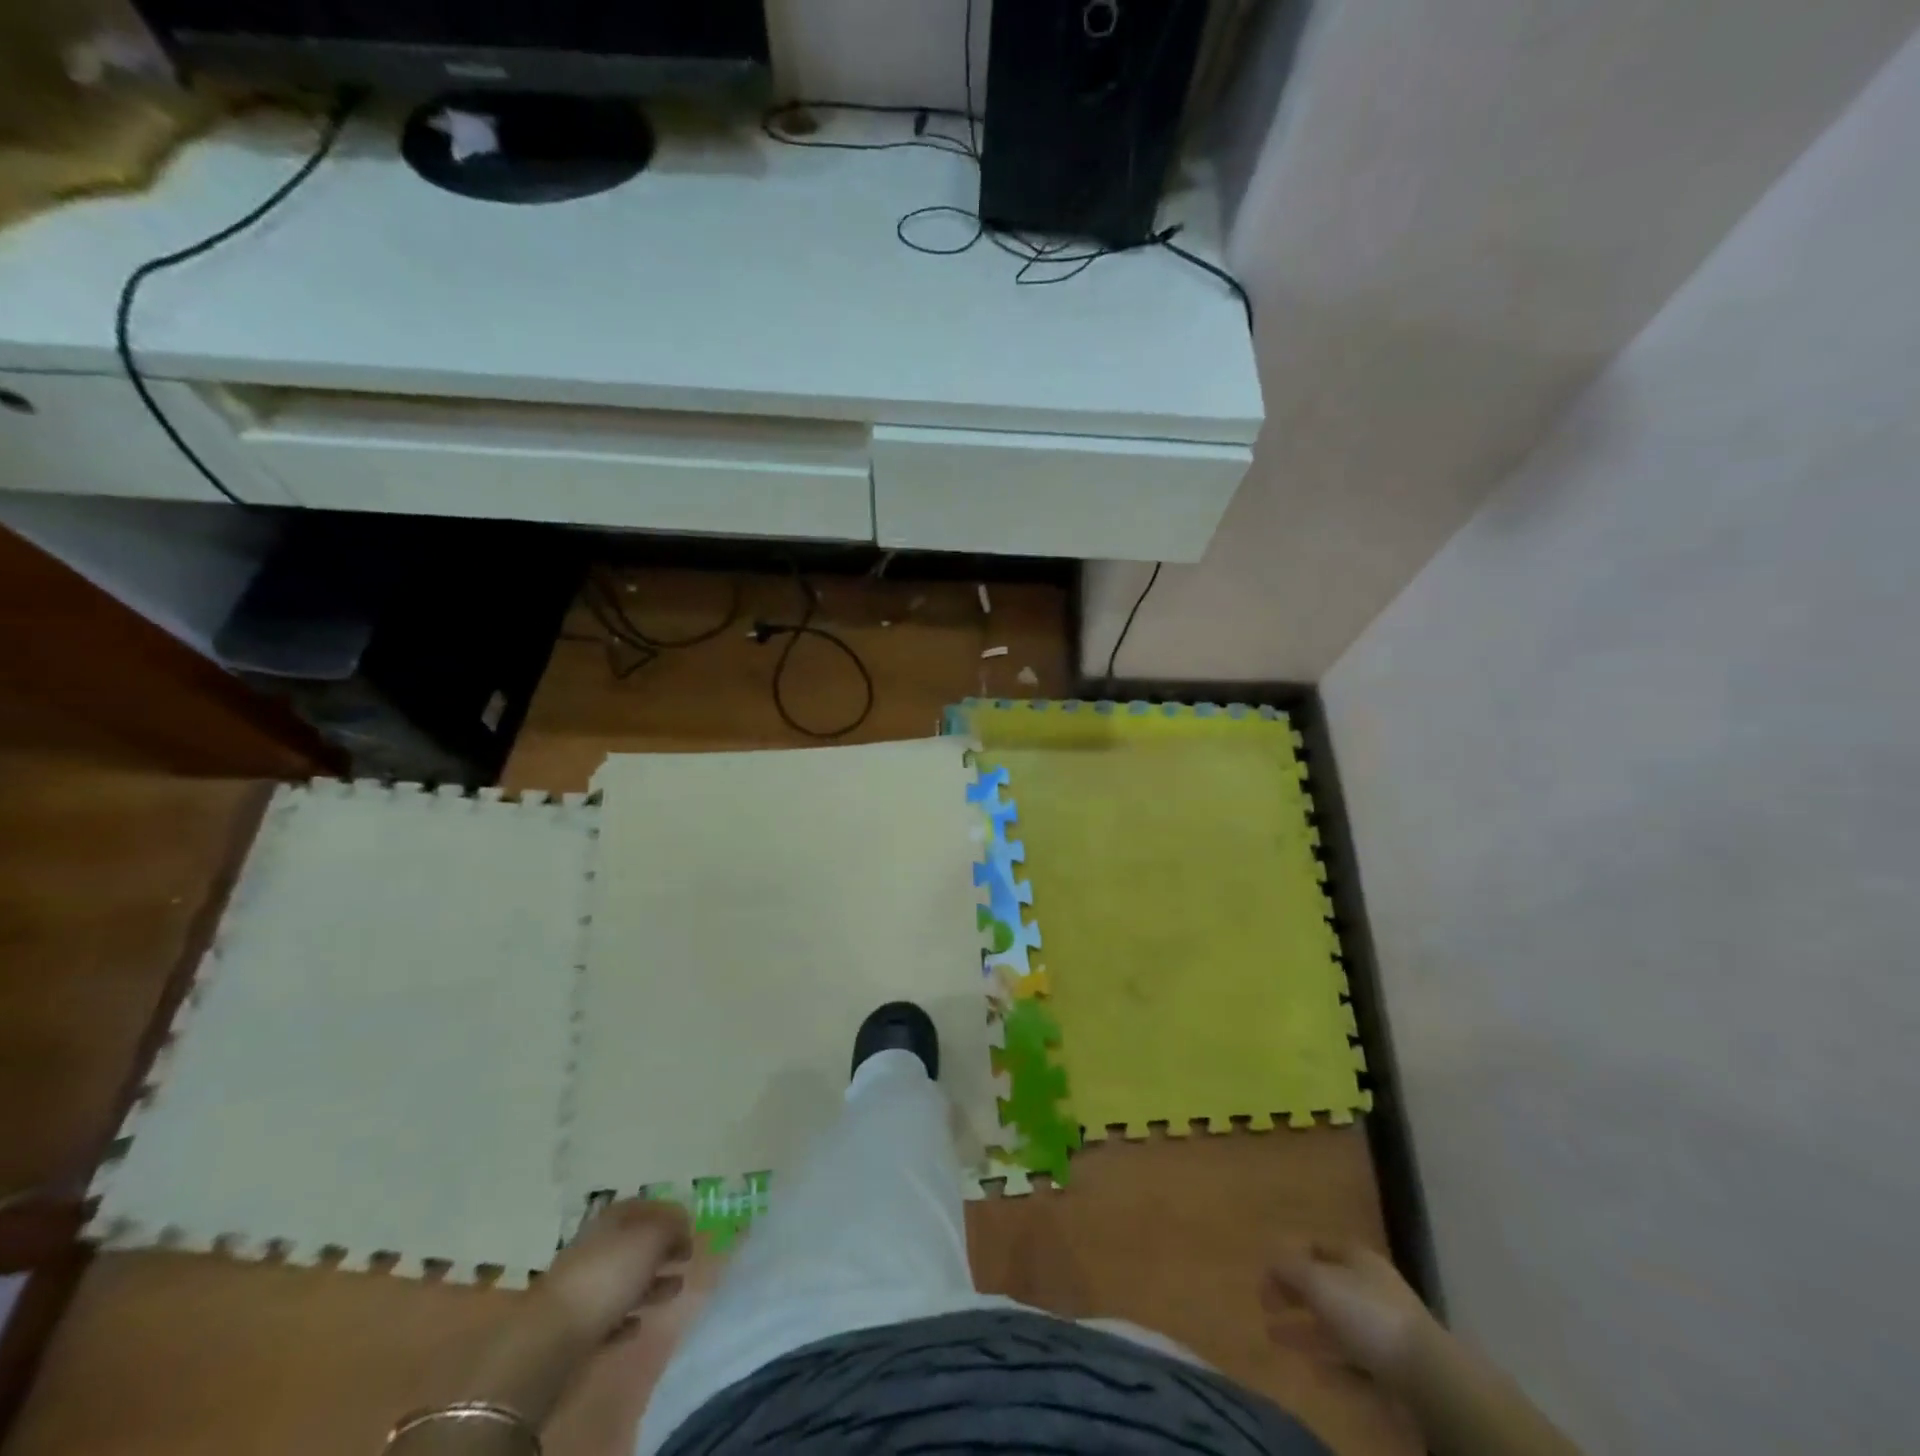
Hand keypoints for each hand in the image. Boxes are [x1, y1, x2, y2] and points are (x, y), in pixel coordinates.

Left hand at [535, 1199, 692, 1345]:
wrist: (551, 1340)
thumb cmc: (607, 1277)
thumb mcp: (650, 1239)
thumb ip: (671, 1227)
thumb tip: (683, 1227)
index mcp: (610, 1222)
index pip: (644, 1207)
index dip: (669, 1215)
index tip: (691, 1228)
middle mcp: (596, 1249)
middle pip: (634, 1244)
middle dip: (662, 1251)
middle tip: (687, 1259)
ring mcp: (583, 1290)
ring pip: (624, 1280)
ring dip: (650, 1284)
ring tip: (675, 1290)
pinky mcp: (575, 1329)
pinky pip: (608, 1318)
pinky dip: (626, 1318)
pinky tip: (639, 1325)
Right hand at [1263, 1241, 1435, 1382]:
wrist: (1426, 1375)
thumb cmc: (1366, 1313)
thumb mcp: (1317, 1281)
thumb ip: (1288, 1268)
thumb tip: (1270, 1263)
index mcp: (1355, 1257)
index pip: (1316, 1249)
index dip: (1289, 1259)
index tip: (1266, 1277)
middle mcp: (1369, 1286)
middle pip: (1324, 1286)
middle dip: (1293, 1296)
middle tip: (1265, 1307)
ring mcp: (1383, 1326)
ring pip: (1335, 1324)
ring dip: (1305, 1330)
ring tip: (1275, 1338)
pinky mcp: (1392, 1364)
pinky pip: (1353, 1357)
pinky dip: (1331, 1360)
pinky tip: (1314, 1370)